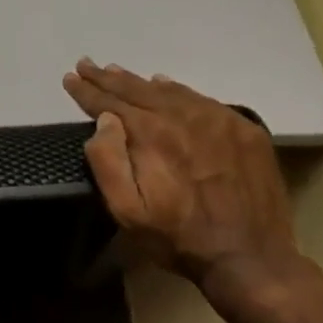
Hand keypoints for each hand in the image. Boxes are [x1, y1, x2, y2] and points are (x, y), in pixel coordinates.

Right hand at [63, 59, 302, 308]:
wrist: (251, 258)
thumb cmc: (178, 238)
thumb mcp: (128, 211)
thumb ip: (108, 162)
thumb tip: (105, 121)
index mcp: (152, 135)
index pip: (110, 103)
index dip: (87, 91)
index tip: (70, 78)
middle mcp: (184, 117)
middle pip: (137, 90)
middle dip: (107, 78)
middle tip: (87, 65)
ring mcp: (218, 120)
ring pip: (169, 91)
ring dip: (139, 81)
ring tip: (117, 72)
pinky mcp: (243, 130)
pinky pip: (201, 99)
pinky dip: (176, 89)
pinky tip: (165, 85)